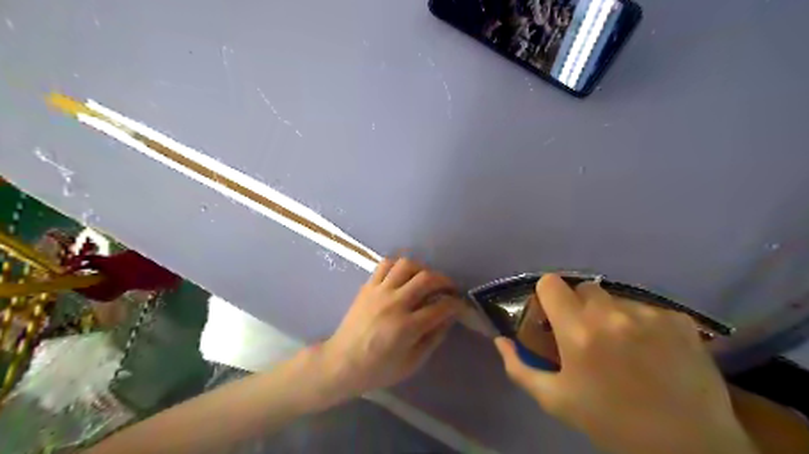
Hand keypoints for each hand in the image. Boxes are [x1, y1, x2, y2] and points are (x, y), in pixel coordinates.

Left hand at [322, 258, 461, 398]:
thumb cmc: (378, 369)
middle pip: (426, 279)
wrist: (341, 363)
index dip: (455, 304)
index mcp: (407, 327)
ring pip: (406, 265)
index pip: (440, 307)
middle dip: (444, 281)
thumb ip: (433, 338)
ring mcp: (379, 292)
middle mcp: (394, 304)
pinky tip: (404, 276)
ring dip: (422, 269)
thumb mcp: (412, 363)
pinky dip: (399, 266)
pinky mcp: (367, 286)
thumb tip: (448, 318)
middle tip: (449, 288)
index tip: (460, 304)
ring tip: (426, 279)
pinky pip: (385, 265)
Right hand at [492, 274, 758, 452]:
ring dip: (612, 315)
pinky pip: (647, 309)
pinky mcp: (680, 320)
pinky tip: (653, 351)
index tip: (553, 316)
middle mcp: (612, 314)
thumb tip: (501, 341)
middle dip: (580, 306)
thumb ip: (520, 367)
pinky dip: (643, 324)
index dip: (548, 296)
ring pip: (616, 298)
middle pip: (584, 288)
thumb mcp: (556, 400)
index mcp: (578, 330)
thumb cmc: (612, 423)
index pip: (551, 283)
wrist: (689, 448)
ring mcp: (649, 314)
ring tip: (624, 347)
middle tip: (588, 336)